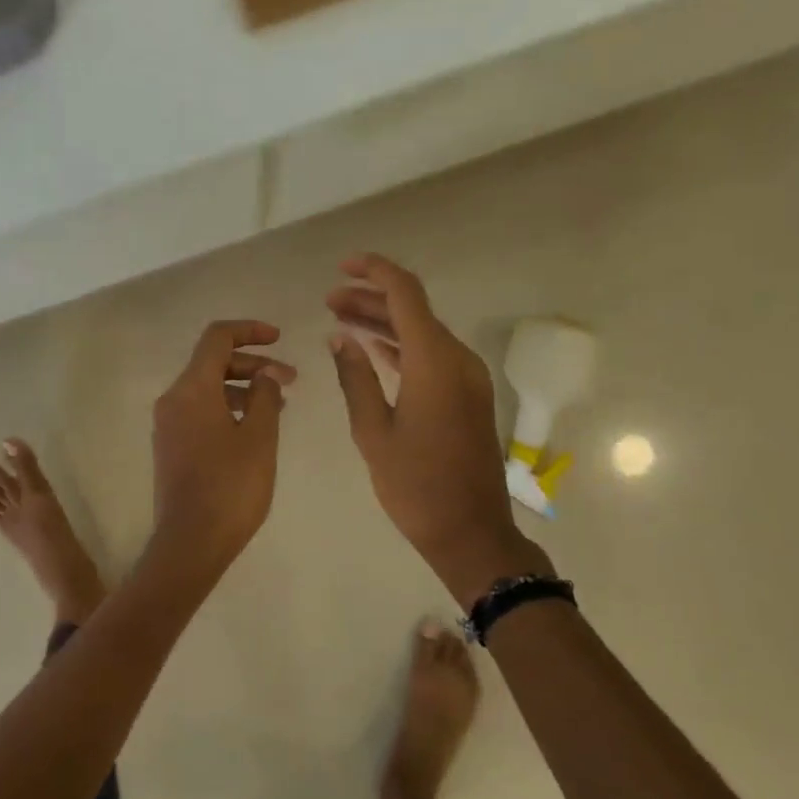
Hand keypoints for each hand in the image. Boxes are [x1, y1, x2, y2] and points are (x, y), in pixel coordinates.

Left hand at [149, 320, 296, 576]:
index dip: (249, 331)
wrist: (190, 543)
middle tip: (291, 379)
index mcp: (192, 389)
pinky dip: (229, 408)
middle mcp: (173, 399)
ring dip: (243, 388)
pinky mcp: (171, 447)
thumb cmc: (231, 487)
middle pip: (212, 363)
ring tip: (279, 405)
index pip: (217, 338)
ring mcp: (169, 425)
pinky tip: (255, 427)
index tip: (279, 339)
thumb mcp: (260, 437)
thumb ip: (266, 396)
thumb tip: (267, 374)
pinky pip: (201, 411)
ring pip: (208, 389)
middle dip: (253, 365)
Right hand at [327, 254, 551, 605]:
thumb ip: (355, 378)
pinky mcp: (467, 396)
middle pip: (413, 310)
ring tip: (341, 320)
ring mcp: (466, 377)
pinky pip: (432, 356)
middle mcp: (456, 359)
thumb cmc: (415, 485)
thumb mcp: (373, 432)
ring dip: (384, 323)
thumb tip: (340, 338)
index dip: (374, 272)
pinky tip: (372, 350)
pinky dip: (401, 347)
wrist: (469, 531)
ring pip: (422, 332)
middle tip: (329, 301)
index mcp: (434, 361)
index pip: (405, 293)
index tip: (342, 267)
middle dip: (371, 299)